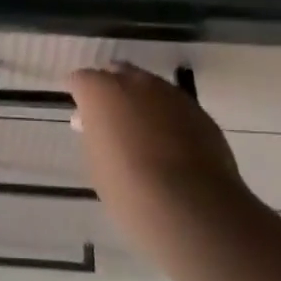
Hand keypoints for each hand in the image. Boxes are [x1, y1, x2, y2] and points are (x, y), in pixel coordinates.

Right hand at [70, 64, 246, 249]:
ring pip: (150, 88)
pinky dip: (169, 120)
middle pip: (118, 73)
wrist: (190, 207)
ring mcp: (171, 94)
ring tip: (145, 135)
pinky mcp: (199, 112)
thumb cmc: (129, 189)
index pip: (81, 79)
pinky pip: (176, 108)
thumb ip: (94, 133)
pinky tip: (172, 147)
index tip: (82, 117)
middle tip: (112, 120)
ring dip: (144, 103)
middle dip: (113, 91)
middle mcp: (135, 82)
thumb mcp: (96, 162)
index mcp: (101, 90)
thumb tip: (93, 123)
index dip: (81, 96)